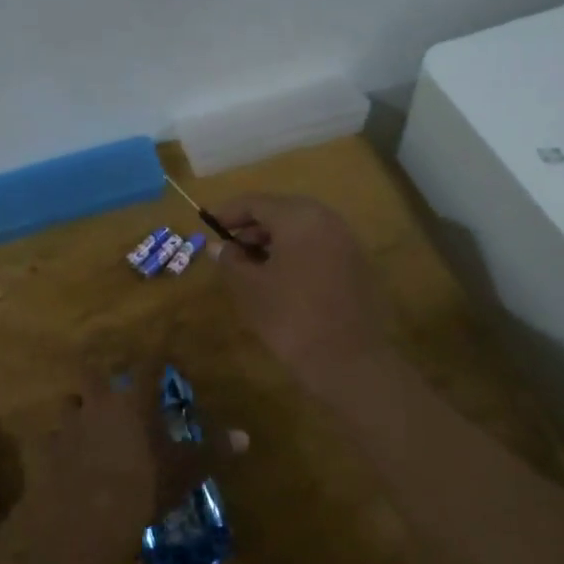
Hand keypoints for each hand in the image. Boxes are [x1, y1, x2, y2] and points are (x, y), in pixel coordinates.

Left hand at [46, 369, 244, 524]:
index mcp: (133, 401)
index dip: (155, 357)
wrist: (89, 520)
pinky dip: (59, 445)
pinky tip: (65, 457)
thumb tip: (244, 437)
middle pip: (92, 373)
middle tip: (109, 387)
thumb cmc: (145, 486)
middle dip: (99, 376)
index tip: (161, 352)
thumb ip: (213, 451)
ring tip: (85, 420)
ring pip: (67, 403)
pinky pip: (51, 440)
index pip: (147, 366)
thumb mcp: (186, 470)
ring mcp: (69, 427)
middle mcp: (98, 404)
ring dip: (76, 408)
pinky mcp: (48, 453)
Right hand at [210, 194, 390, 379]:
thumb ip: (231, 260)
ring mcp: (346, 240)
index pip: (256, 202)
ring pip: (301, 228)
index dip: (228, 212)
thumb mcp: (251, 288)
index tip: (207, 224)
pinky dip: (295, 251)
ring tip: (250, 264)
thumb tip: (217, 246)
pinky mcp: (356, 263)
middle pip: (281, 211)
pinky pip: (318, 244)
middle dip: (252, 226)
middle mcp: (326, 218)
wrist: (349, 361)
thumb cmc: (292, 318)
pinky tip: (279, 276)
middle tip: (228, 246)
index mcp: (299, 217)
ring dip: (273, 240)